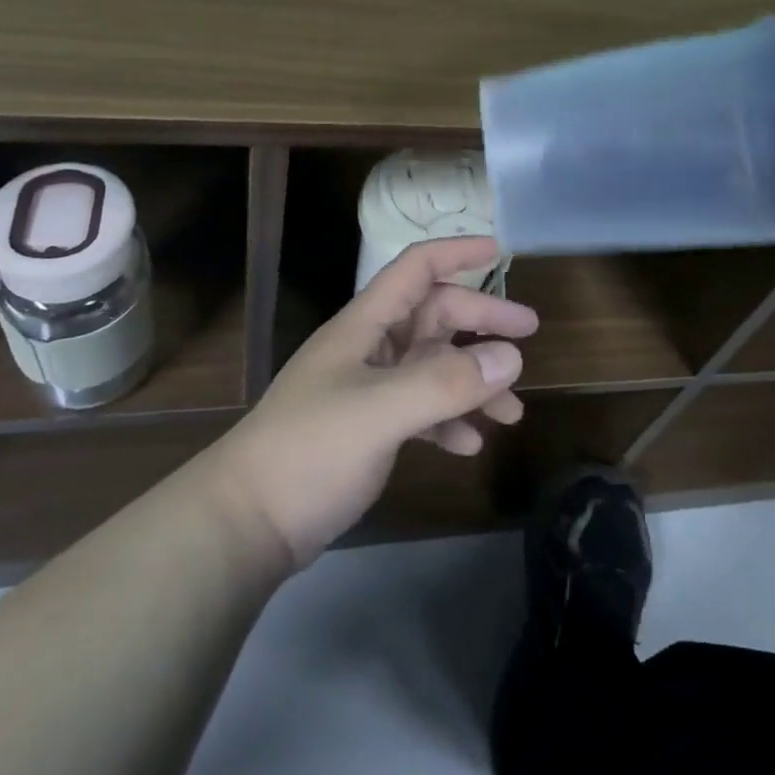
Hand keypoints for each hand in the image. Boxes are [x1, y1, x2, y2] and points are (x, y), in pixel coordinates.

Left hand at [203, 237, 537, 566]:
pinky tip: (469, 446)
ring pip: (433, 367)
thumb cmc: (309, 450)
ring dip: (473, 382)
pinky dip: (449, 421)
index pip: (416, 268)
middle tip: (528, 340)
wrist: (246, 523)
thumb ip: (444, 382)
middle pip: (434, 317)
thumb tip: (510, 357)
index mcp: (365, 325)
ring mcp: (368, 389)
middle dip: (481, 323)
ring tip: (512, 413)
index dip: (457, 252)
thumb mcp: (379, 411)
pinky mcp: (368, 429)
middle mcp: (370, 348)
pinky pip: (421, 410)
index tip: (501, 251)